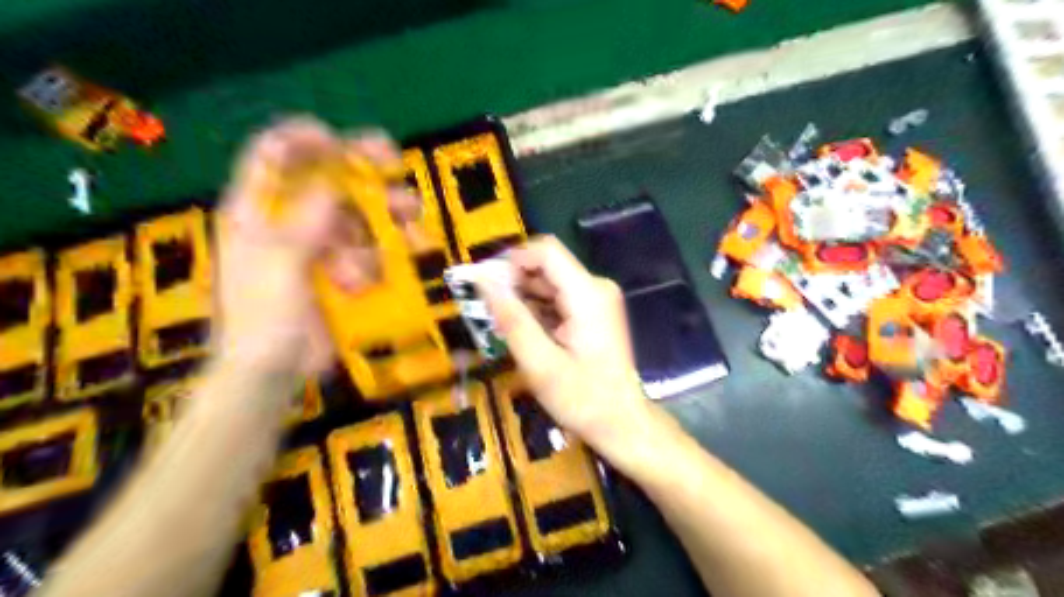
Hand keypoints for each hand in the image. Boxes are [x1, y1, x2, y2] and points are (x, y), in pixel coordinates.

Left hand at [214, 117, 419, 372]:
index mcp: (258, 212)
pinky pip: (371, 248)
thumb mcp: (278, 265)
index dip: (303, 138)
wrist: (274, 374)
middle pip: (326, 180)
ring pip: (357, 214)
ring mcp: (320, 247)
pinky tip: (406, 252)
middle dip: (360, 169)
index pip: (273, 156)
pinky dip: (388, 248)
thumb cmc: (262, 319)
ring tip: (411, 213)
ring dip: (384, 210)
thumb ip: (305, 222)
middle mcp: (291, 222)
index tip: (339, 141)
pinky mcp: (343, 271)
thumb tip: (334, 185)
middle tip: (394, 163)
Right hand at [478, 237, 653, 458]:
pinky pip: (558, 298)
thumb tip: (482, 278)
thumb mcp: (539, 362)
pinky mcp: (594, 311)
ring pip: (550, 282)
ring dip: (523, 298)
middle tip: (489, 313)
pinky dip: (537, 310)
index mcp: (587, 293)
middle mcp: (596, 287)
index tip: (485, 285)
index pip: (545, 250)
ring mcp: (597, 299)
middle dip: (514, 283)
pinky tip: (524, 333)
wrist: (621, 423)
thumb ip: (511, 317)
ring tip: (502, 327)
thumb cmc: (582, 398)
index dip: (511, 260)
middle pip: (546, 266)